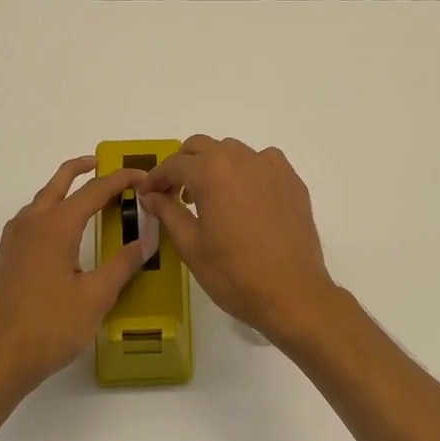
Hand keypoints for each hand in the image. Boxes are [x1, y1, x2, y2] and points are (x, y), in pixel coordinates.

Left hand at [0, 156, 157, 394]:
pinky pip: (32, 219)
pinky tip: (65, 232)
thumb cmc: (50, 327)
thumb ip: (122, 264)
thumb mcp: (96, 297)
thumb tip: (146, 241)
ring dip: (66, 190)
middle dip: (83, 169)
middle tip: (107, 166)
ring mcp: (14, 240)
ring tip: (91, 198)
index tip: (143, 176)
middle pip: (59, 182)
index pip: (94, 191)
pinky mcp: (7, 257)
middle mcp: (31, 223)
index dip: (120, 180)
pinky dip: (53, 210)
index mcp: (55, 226)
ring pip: (42, 200)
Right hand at [139, 136, 340, 346]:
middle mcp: (241, 159)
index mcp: (211, 172)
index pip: (174, 164)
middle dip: (183, 165)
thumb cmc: (234, 274)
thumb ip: (168, 212)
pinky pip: (262, 162)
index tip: (147, 194)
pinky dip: (247, 170)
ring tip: (210, 196)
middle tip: (175, 193)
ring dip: (215, 165)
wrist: (292, 293)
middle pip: (202, 146)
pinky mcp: (292, 180)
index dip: (156, 178)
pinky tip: (245, 197)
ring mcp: (271, 167)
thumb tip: (150, 195)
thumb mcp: (191, 246)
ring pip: (233, 151)